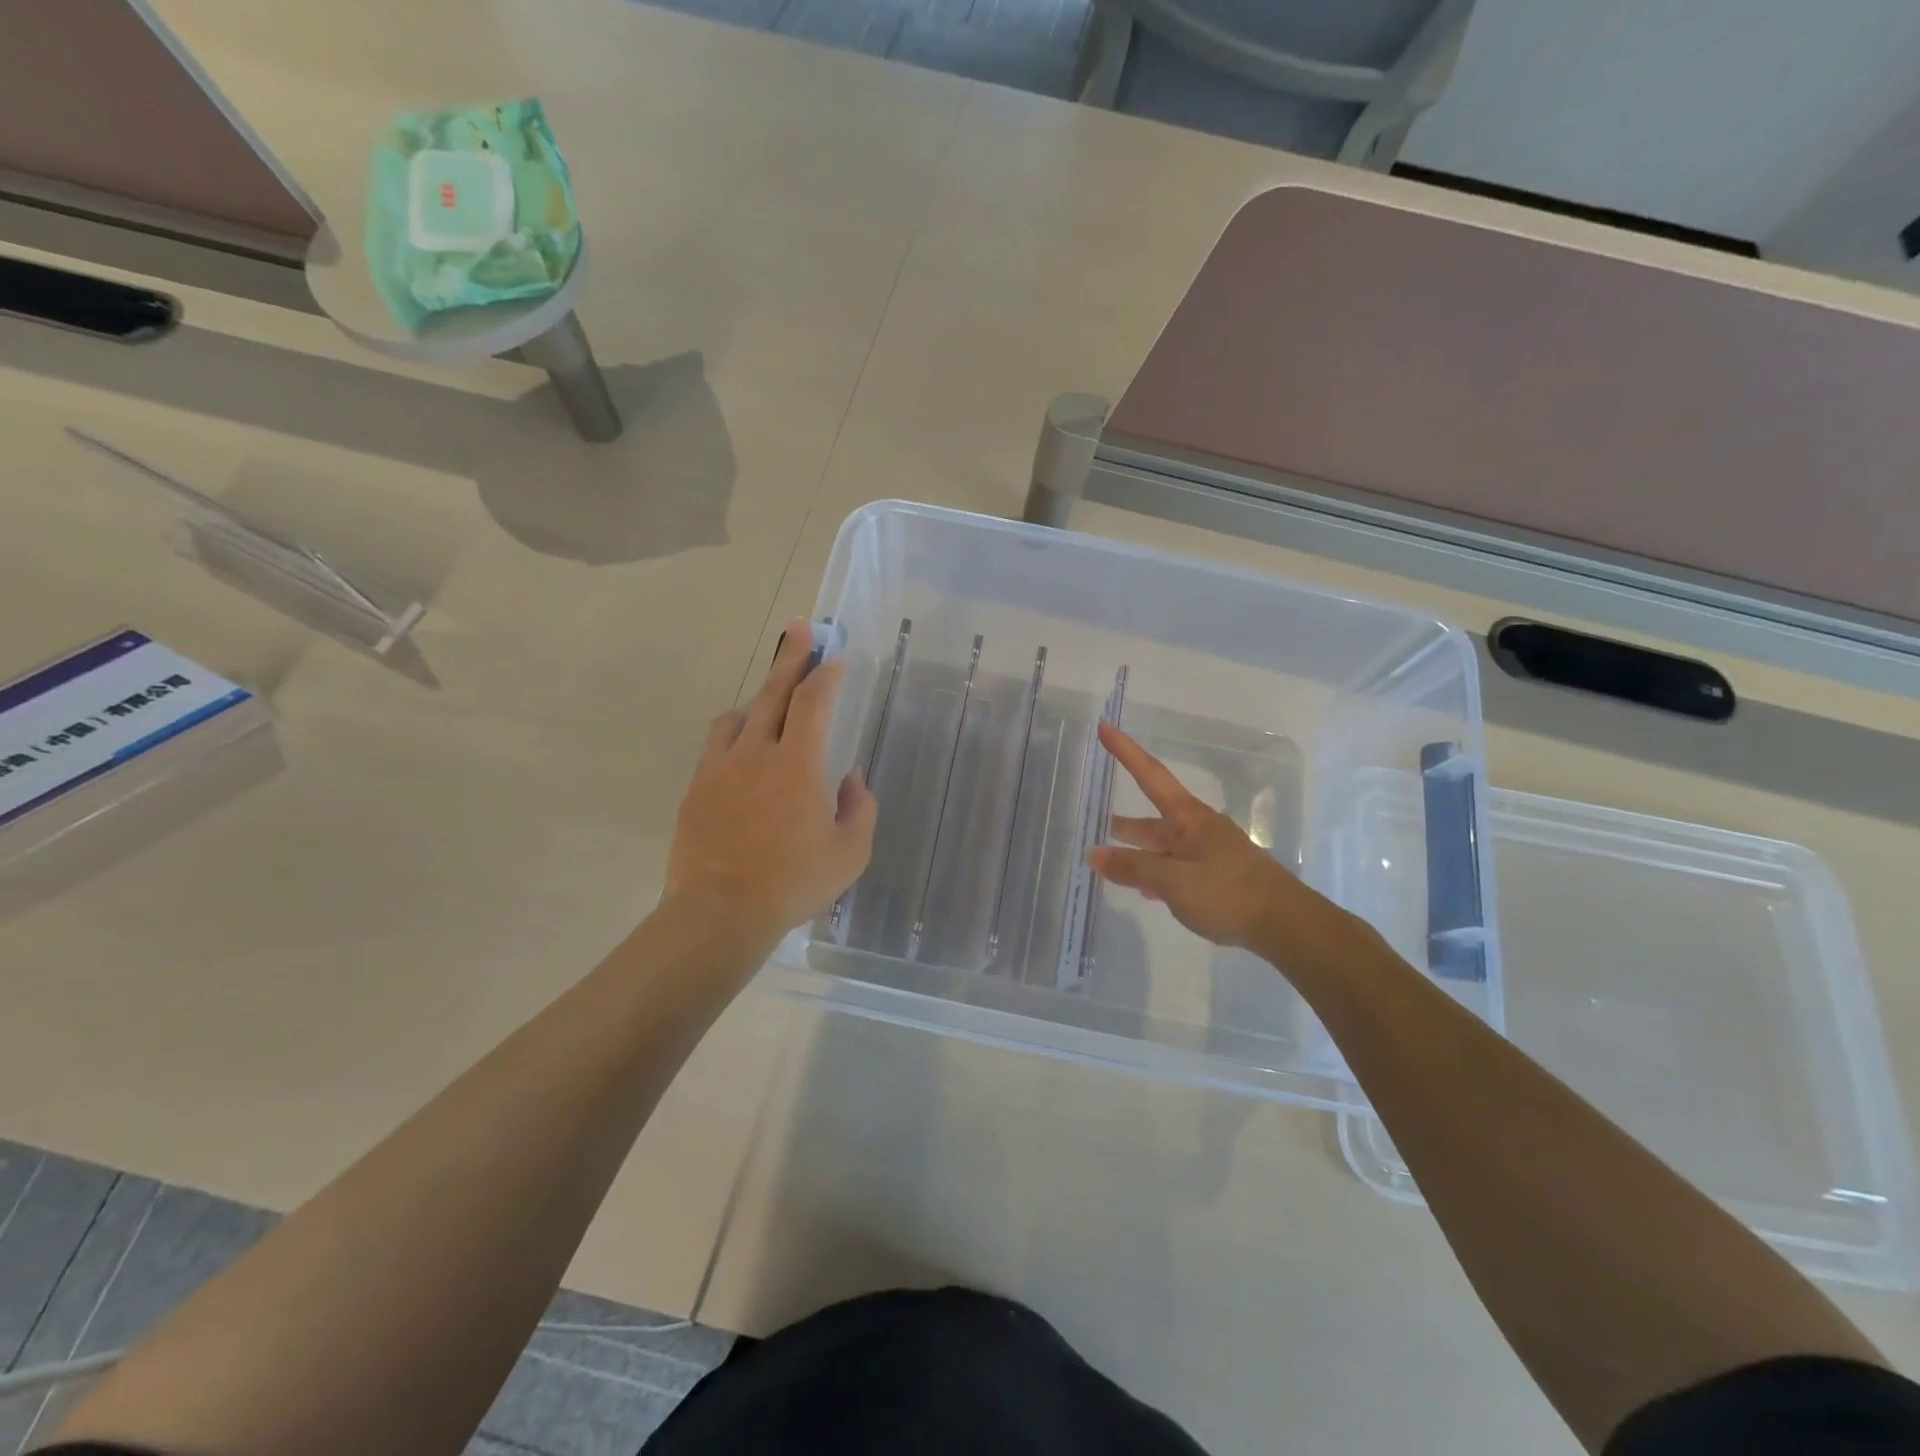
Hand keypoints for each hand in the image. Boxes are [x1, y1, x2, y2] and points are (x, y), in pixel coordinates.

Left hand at [664, 621, 877, 941]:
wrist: (720, 913)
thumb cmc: (793, 883)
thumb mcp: (849, 852)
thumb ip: (859, 808)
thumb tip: (849, 779)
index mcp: (798, 764)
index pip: (813, 703)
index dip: (826, 675)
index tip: (834, 657)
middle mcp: (756, 754)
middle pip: (773, 693)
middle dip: (790, 658)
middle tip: (799, 629)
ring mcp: (720, 769)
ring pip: (738, 717)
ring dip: (758, 700)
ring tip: (770, 703)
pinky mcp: (696, 789)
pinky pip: (717, 746)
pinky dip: (734, 736)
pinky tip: (742, 753)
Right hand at [1088, 724, 1367, 971]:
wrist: (1285, 924)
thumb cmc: (1227, 893)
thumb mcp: (1173, 881)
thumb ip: (1133, 867)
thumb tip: (1094, 854)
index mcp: (1187, 818)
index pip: (1149, 775)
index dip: (1125, 751)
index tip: (1105, 727)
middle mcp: (1197, 829)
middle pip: (1153, 819)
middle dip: (1124, 822)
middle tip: (1094, 821)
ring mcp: (1209, 853)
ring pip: (1164, 847)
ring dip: (1138, 851)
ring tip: (1110, 860)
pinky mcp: (1217, 877)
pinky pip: (1177, 868)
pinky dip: (1157, 874)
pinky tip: (1146, 890)